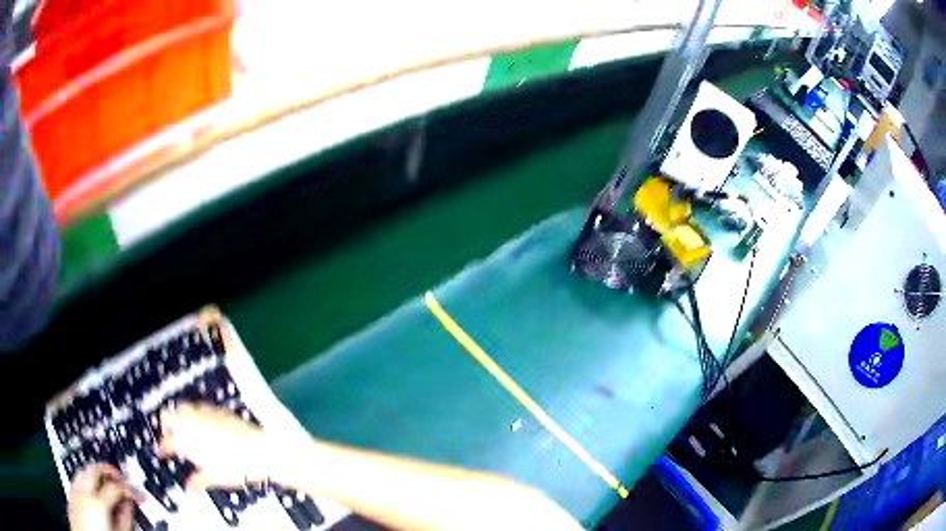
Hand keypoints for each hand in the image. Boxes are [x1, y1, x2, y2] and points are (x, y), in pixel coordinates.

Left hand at [68, 464, 136, 530]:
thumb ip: (124, 519)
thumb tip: (128, 505)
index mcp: (98, 503)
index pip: (114, 488)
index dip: (126, 489)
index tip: (134, 494)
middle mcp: (84, 492)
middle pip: (94, 470)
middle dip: (107, 470)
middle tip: (118, 476)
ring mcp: (75, 491)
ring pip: (82, 470)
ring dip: (94, 472)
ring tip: (104, 480)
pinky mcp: (71, 494)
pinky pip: (77, 479)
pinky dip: (85, 479)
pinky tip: (91, 488)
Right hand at [158, 403, 275, 488]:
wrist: (258, 449)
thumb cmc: (234, 467)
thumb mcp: (214, 478)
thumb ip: (198, 481)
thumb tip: (189, 487)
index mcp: (185, 438)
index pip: (167, 441)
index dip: (162, 447)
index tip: (161, 453)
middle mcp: (191, 421)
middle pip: (168, 415)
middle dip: (166, 425)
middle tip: (171, 438)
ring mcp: (204, 412)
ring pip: (182, 407)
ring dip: (179, 417)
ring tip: (185, 431)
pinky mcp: (217, 409)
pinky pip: (199, 407)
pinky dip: (196, 414)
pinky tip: (203, 424)